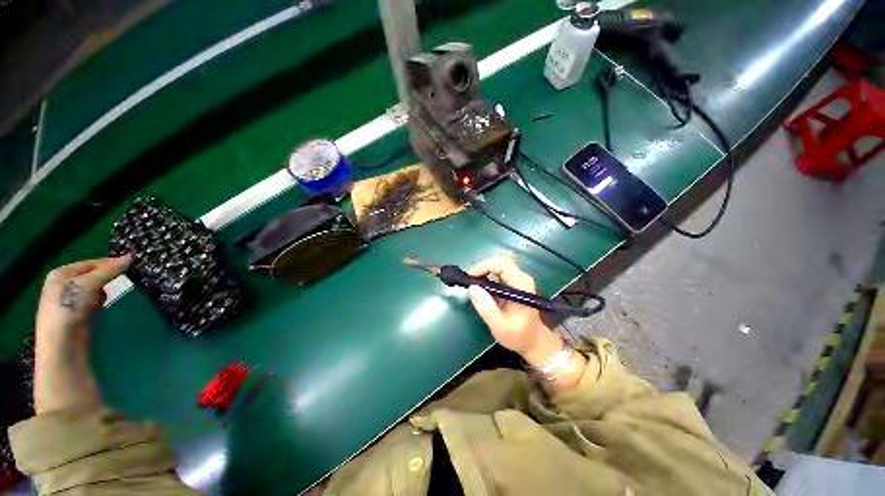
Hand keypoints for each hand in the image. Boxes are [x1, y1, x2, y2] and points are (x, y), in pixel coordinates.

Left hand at [36, 256, 131, 336]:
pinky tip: (102, 308)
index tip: (132, 266)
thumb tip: (131, 256)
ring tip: (109, 297)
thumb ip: (109, 270)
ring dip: (104, 292)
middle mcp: (62, 284)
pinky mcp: (77, 315)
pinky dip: (100, 303)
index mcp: (61, 273)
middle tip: (123, 280)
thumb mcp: (89, 284)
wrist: (62, 344)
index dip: (110, 264)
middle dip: (107, 279)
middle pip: (92, 276)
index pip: (92, 262)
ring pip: (94, 290)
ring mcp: (68, 301)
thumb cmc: (69, 308)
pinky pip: (92, 302)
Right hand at [467, 256, 563, 365]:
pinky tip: (480, 285)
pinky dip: (488, 273)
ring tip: (473, 281)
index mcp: (521, 286)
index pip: (503, 265)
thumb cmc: (518, 335)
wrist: (534, 341)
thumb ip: (486, 307)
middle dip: (483, 267)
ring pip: (499, 264)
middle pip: (501, 261)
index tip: (470, 277)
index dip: (484, 266)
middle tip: (470, 279)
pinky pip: (500, 271)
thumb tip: (472, 288)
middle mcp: (522, 278)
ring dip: (484, 269)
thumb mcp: (499, 325)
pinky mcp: (515, 282)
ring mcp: (519, 279)